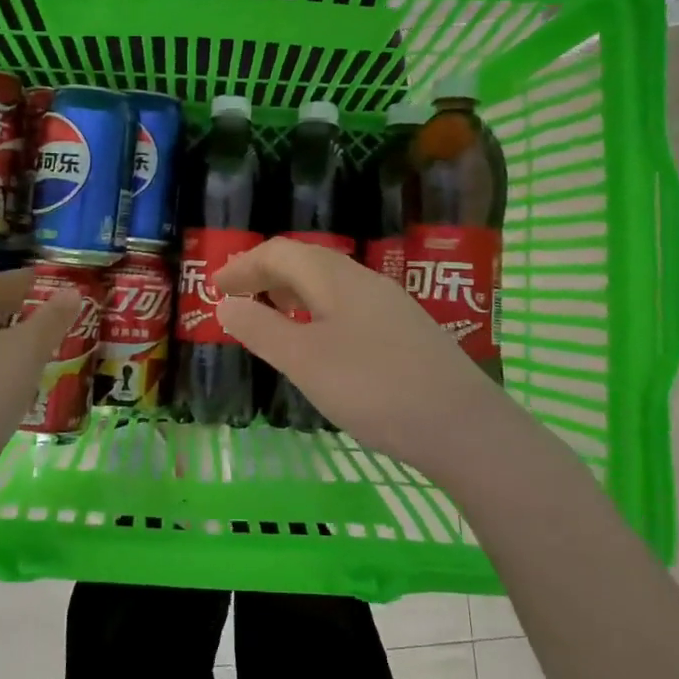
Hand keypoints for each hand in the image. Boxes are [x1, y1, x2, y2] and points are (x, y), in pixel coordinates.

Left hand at [0, 267, 82, 463]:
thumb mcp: (29, 349)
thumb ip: (52, 318)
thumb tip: (72, 291)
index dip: (22, 278)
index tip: (50, 279)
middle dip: (23, 308)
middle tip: (56, 310)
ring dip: (19, 339)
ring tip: (51, 344)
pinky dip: (13, 366)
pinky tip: (31, 381)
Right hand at [214, 237, 508, 465]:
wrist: (462, 425)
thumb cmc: (373, 388)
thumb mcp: (305, 361)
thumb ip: (261, 329)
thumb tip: (226, 304)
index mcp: (336, 278)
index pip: (281, 252)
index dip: (244, 265)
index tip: (215, 287)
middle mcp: (364, 281)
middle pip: (307, 262)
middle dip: (267, 275)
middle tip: (238, 299)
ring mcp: (390, 306)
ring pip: (330, 285)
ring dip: (294, 293)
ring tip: (271, 316)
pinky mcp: (406, 332)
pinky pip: (349, 307)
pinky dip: (318, 313)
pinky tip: (320, 343)